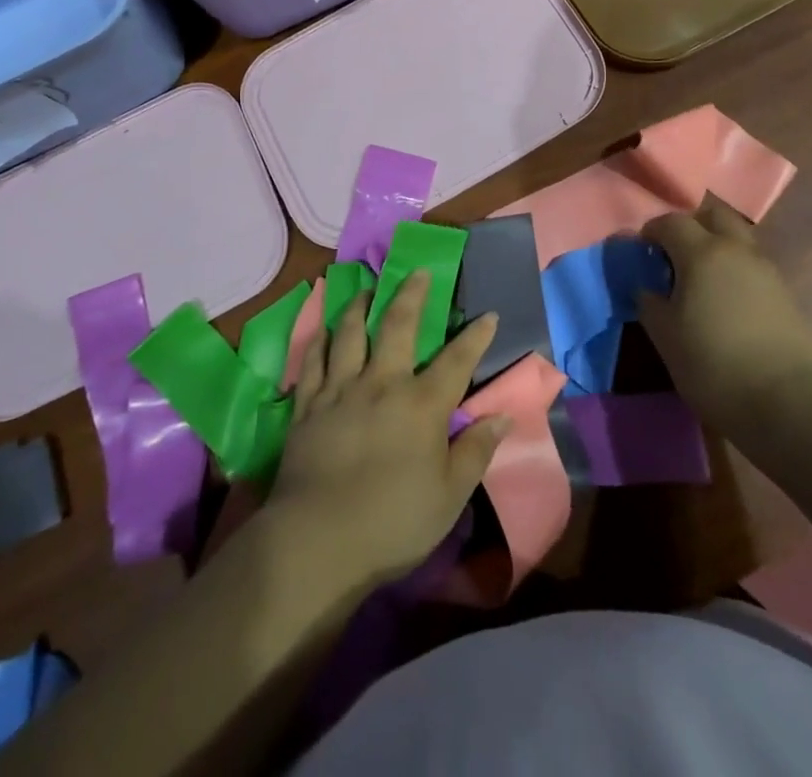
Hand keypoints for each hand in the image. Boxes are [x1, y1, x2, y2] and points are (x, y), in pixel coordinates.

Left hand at [268, 270, 510, 588]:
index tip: (489, 315)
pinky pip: (313, 360)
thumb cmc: (394, 522)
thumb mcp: (450, 496)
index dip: (476, 337)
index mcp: (421, 405)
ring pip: (350, 332)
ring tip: (367, 289)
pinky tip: (324, 329)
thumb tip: (503, 416)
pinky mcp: (308, 404)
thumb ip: (476, 451)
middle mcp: (382, 383)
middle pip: (397, 325)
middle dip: (412, 294)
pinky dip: (321, 340)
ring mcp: (340, 389)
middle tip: (418, 271)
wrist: (318, 539)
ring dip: (360, 306)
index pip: (456, 361)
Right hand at [637, 196, 811, 427]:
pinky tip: (725, 301)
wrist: (786, 402)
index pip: (672, 222)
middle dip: (692, 224)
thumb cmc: (712, 363)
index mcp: (702, 252)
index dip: (652, 231)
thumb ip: (648, 301)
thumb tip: (646, 286)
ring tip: (700, 280)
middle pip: (714, 215)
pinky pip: (752, 266)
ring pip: (737, 239)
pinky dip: (735, 270)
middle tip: (675, 252)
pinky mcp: (784, 294)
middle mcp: (736, 250)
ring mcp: (766, 270)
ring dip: (716, 246)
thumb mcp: (664, 334)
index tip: (642, 251)